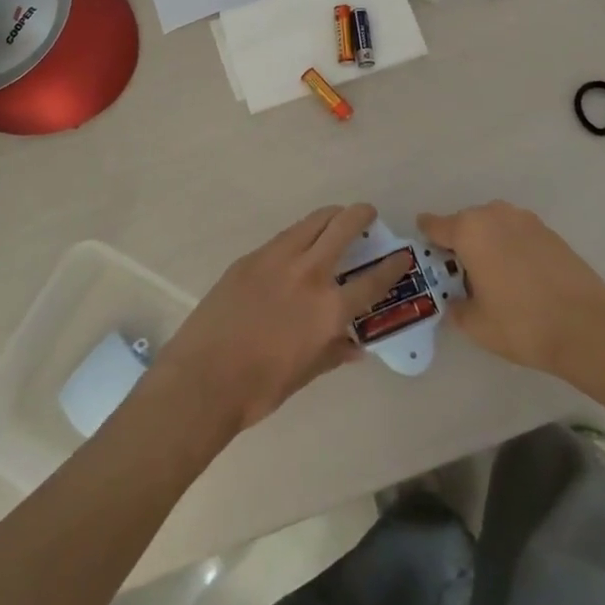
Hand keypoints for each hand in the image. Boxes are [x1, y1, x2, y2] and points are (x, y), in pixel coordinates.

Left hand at [151, 204, 408, 437]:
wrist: (203, 379)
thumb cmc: (260, 388)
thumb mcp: (306, 373)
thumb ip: (334, 353)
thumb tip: (355, 346)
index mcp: (329, 309)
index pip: (373, 280)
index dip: (393, 265)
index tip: (401, 255)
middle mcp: (309, 274)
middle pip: (343, 228)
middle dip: (361, 216)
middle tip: (368, 216)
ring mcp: (277, 259)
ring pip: (313, 221)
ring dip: (331, 216)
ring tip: (337, 220)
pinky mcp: (251, 257)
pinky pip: (285, 236)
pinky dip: (301, 234)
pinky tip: (299, 245)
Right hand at [418, 201, 604, 379]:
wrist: (588, 329)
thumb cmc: (522, 324)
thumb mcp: (475, 324)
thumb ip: (456, 306)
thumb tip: (456, 300)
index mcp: (470, 230)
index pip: (435, 225)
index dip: (425, 238)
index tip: (423, 252)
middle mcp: (495, 215)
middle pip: (465, 223)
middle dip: (459, 243)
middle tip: (457, 273)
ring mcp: (527, 221)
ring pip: (494, 226)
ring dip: (487, 243)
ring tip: (490, 275)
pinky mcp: (551, 233)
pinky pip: (518, 234)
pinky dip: (511, 248)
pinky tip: (519, 277)